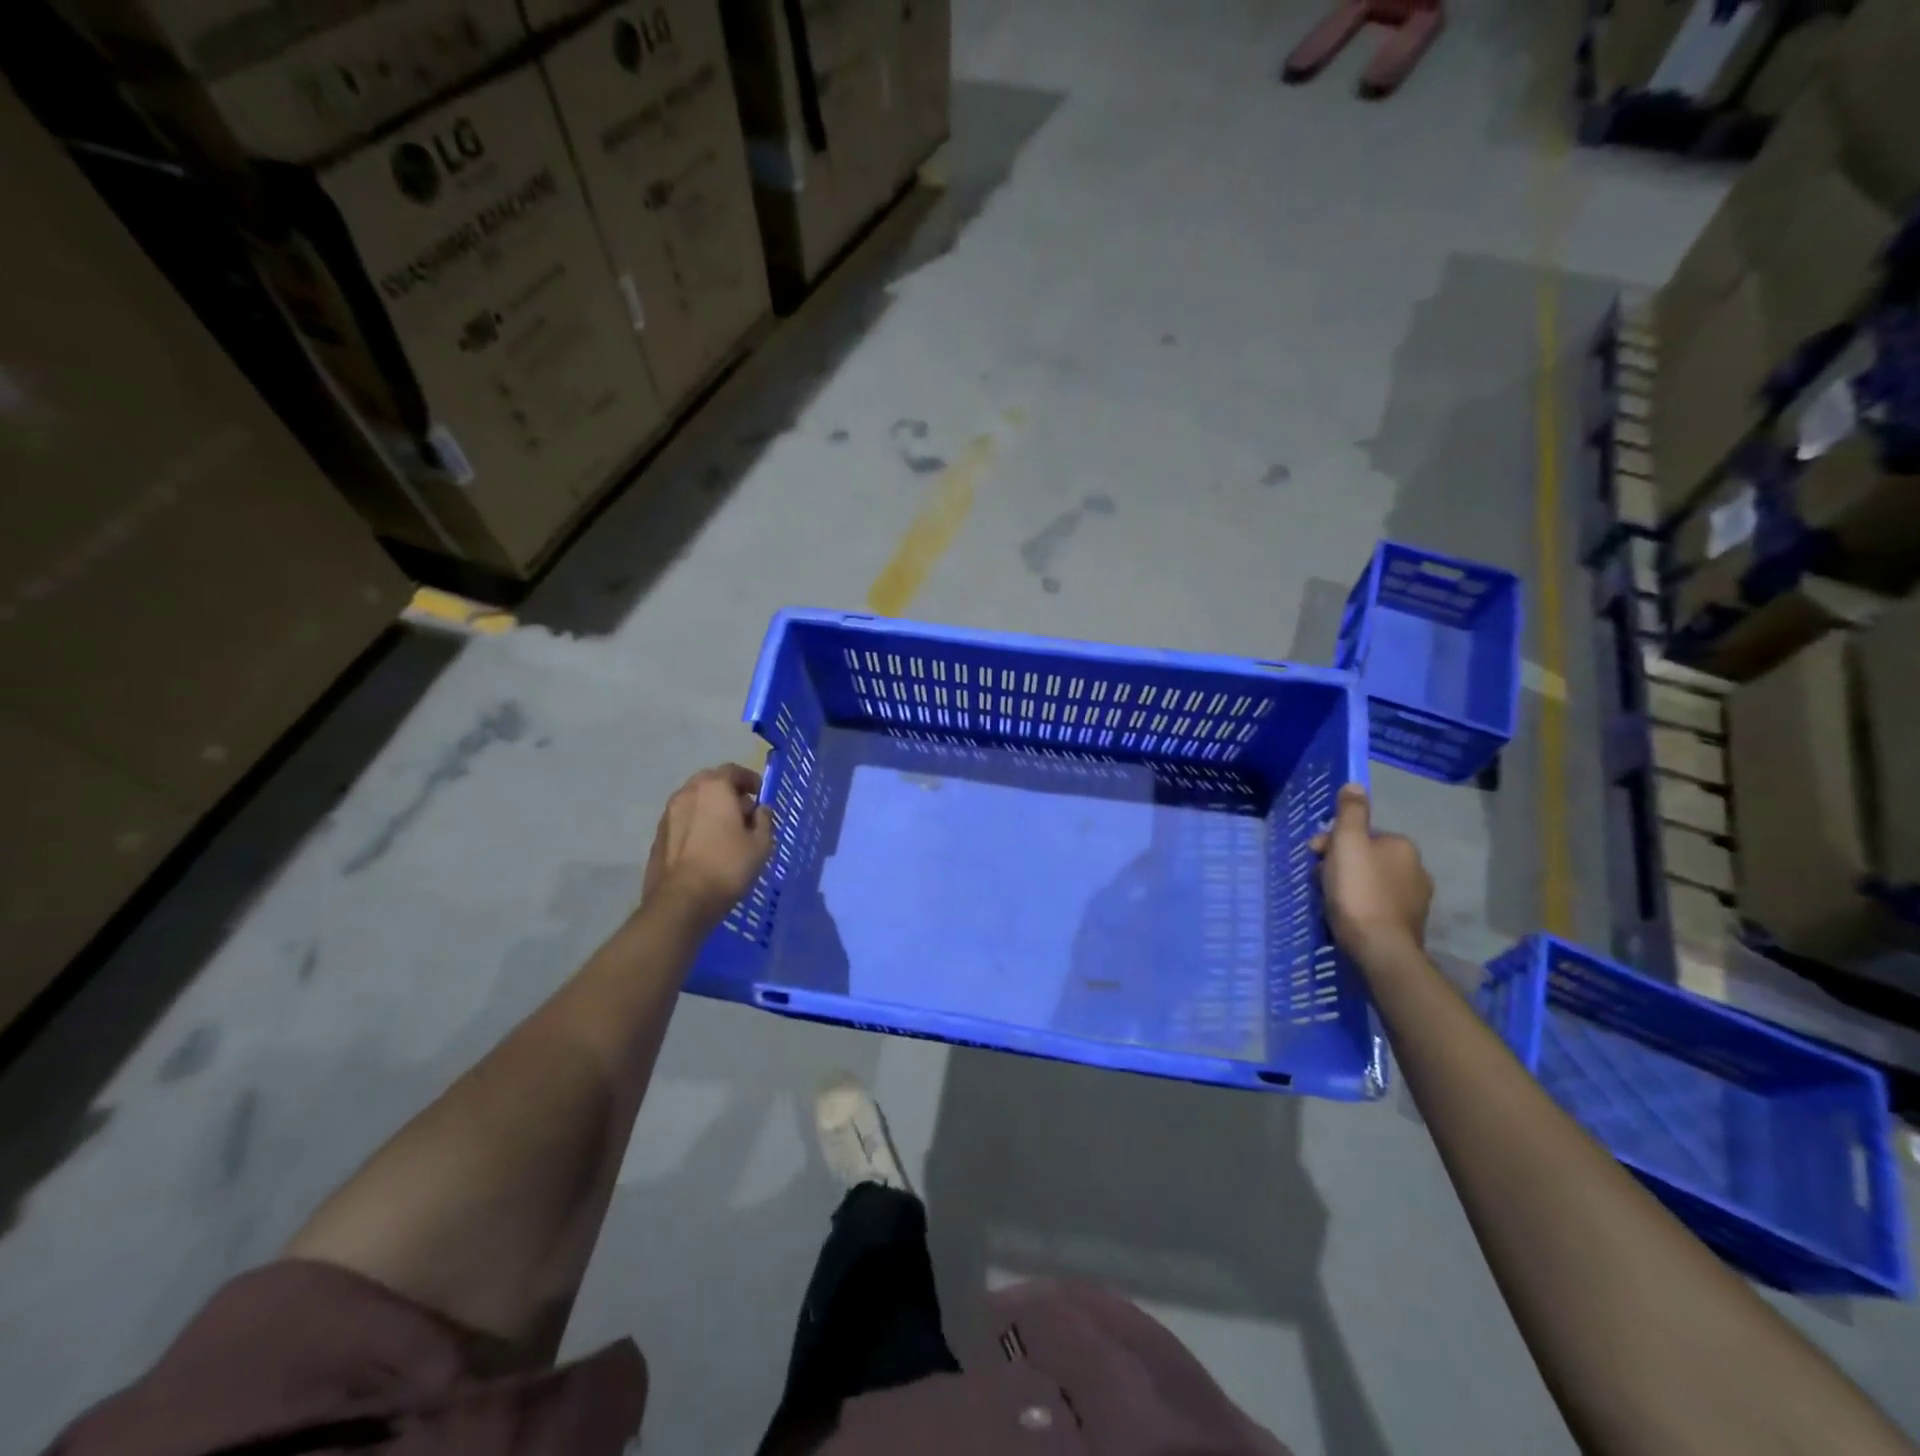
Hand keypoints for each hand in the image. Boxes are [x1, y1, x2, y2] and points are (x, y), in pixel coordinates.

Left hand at [642, 764, 774, 924]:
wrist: (681, 901)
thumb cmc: (727, 866)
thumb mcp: (761, 844)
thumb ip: (764, 820)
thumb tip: (760, 809)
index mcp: (714, 788)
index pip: (733, 770)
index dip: (750, 780)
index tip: (760, 794)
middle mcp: (687, 793)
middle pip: (710, 782)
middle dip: (728, 792)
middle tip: (743, 810)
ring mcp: (668, 814)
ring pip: (694, 801)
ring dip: (710, 808)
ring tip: (725, 830)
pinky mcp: (658, 836)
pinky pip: (683, 820)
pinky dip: (696, 823)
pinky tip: (706, 845)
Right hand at [1310, 783, 1431, 955]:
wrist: (1380, 949)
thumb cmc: (1358, 891)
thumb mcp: (1347, 843)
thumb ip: (1351, 812)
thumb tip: (1355, 785)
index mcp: (1402, 846)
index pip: (1360, 835)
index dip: (1332, 843)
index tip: (1315, 857)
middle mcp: (1416, 869)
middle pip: (1365, 858)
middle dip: (1339, 866)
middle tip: (1319, 883)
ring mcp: (1415, 900)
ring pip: (1370, 882)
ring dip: (1349, 887)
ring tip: (1329, 903)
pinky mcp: (1409, 925)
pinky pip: (1377, 906)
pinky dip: (1361, 908)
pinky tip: (1346, 918)